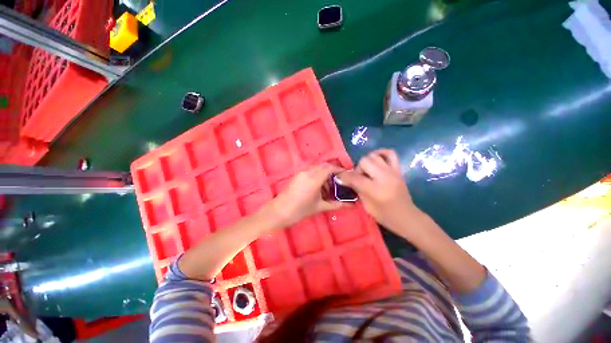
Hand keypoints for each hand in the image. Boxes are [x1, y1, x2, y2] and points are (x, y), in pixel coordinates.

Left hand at [266, 163, 346, 228]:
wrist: (279, 211)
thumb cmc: (300, 210)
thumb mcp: (320, 207)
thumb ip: (336, 204)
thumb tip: (350, 205)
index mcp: (315, 178)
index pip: (330, 168)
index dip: (339, 170)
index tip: (346, 176)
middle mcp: (308, 172)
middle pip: (324, 166)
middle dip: (332, 172)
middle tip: (338, 182)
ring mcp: (301, 173)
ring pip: (317, 168)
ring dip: (324, 174)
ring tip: (328, 188)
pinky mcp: (297, 175)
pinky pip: (310, 171)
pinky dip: (317, 176)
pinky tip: (318, 188)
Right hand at [339, 149, 419, 231]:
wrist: (406, 216)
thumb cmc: (384, 215)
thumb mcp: (366, 205)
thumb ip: (356, 189)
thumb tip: (345, 178)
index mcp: (375, 190)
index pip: (355, 177)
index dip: (344, 176)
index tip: (340, 176)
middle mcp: (384, 177)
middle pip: (364, 161)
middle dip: (358, 168)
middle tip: (359, 177)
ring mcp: (393, 171)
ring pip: (374, 155)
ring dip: (367, 162)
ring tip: (367, 171)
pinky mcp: (398, 169)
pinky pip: (390, 153)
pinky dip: (381, 153)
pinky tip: (376, 160)